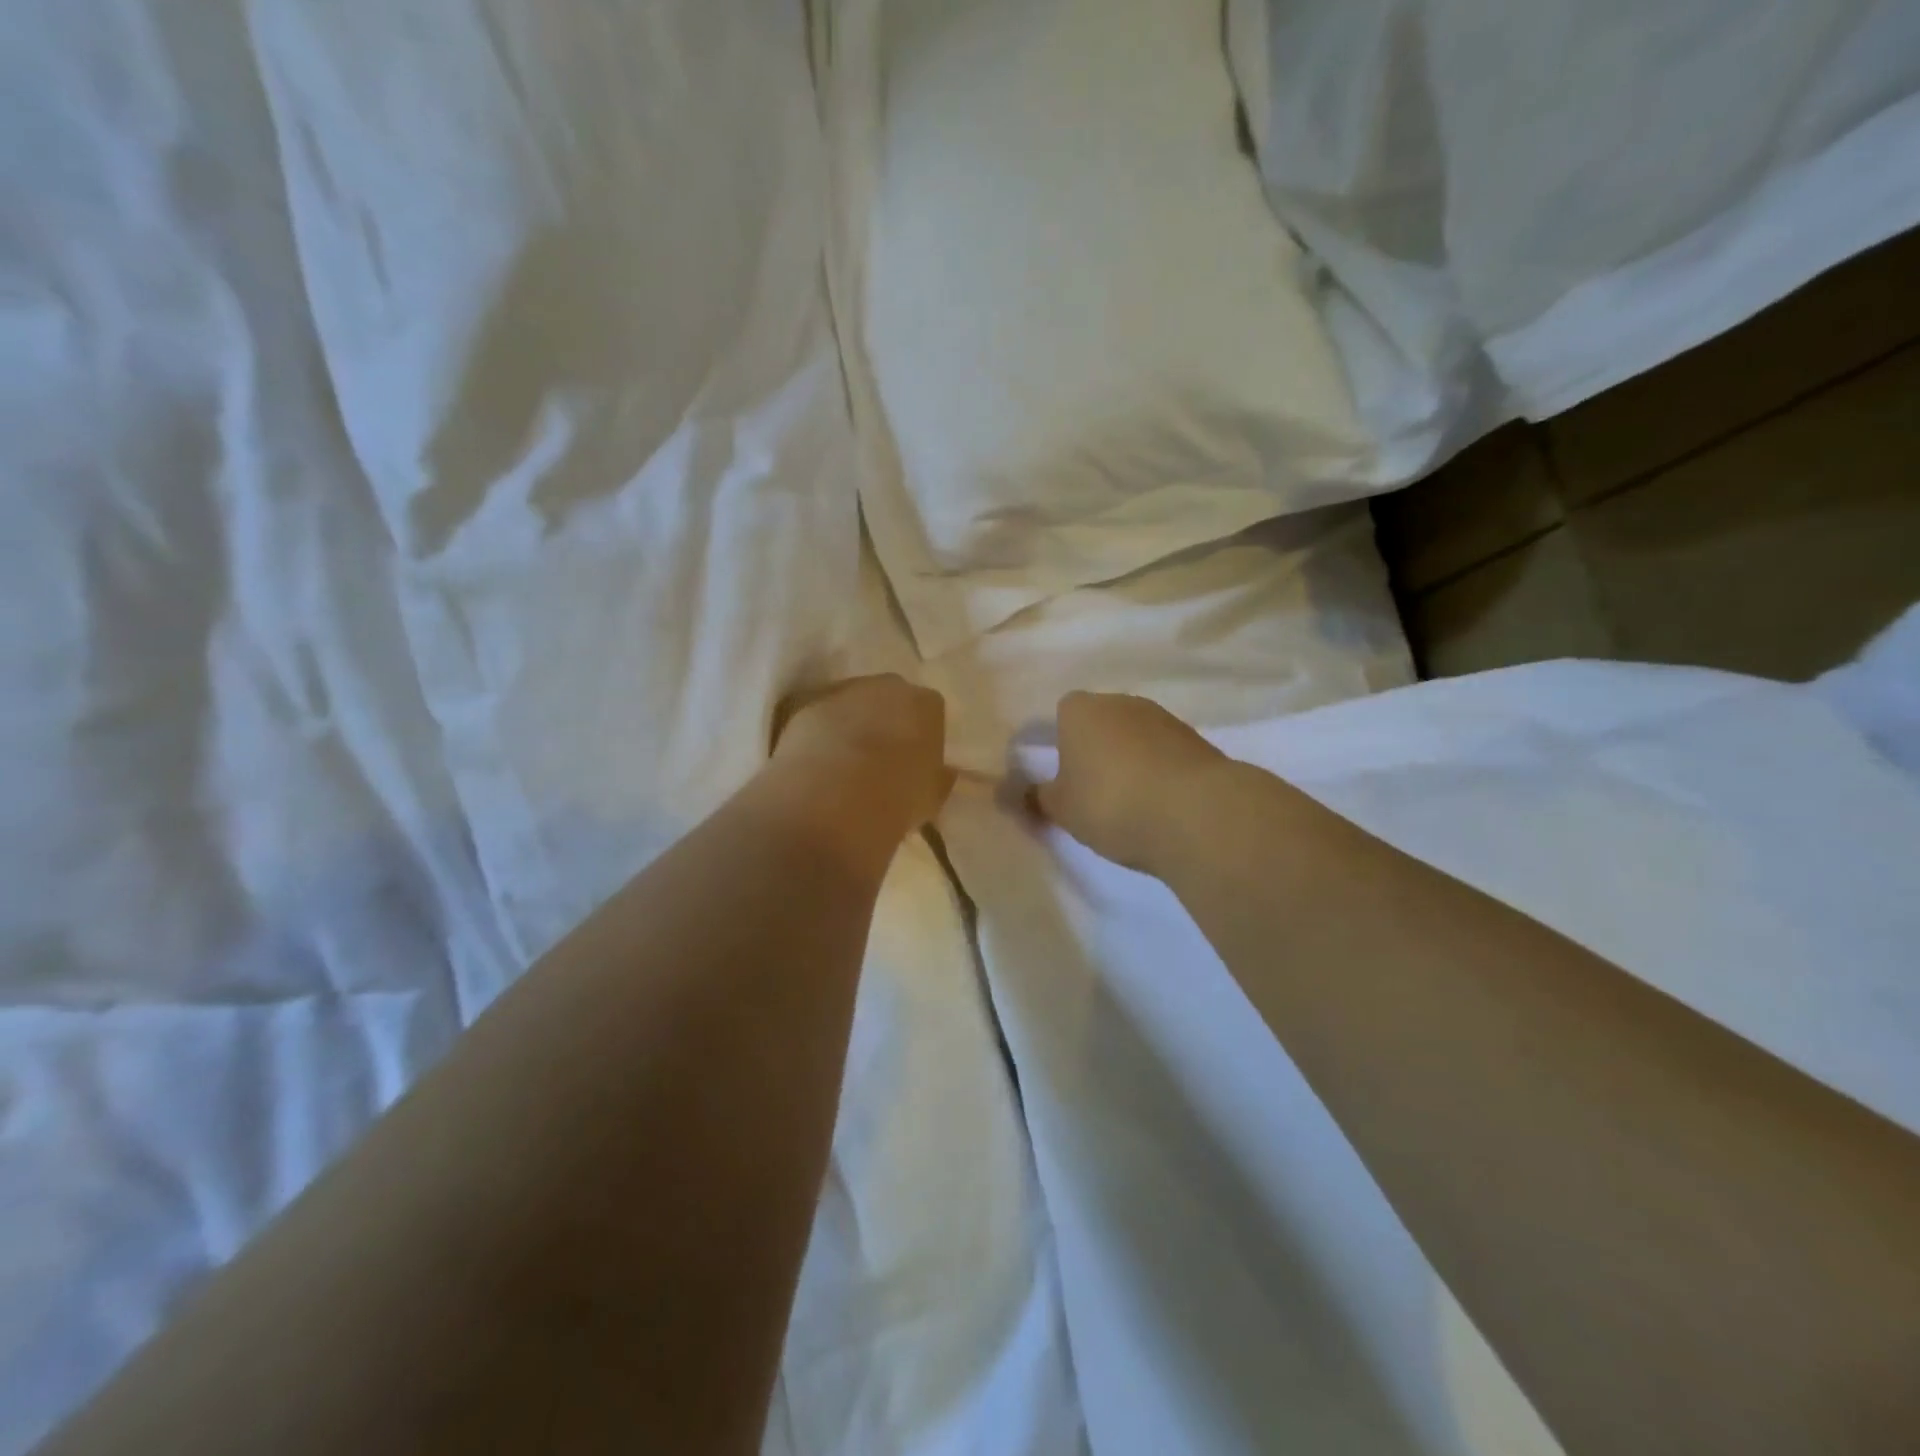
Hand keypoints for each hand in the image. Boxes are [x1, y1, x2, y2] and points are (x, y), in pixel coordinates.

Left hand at [770, 675, 953, 844]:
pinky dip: (821, 733)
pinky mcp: (804, 706)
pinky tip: (818, 762)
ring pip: (852, 703)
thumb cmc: (896, 799)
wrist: (832, 799)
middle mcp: (885, 686)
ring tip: (845, 763)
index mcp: (924, 704)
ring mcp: (841, 691)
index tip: (916, 760)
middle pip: (890, 697)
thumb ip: (938, 778)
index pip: (930, 710)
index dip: (923, 735)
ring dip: (852, 724)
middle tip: (882, 758)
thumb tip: (941, 772)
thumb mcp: (931, 797)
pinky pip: (820, 717)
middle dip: (887, 720)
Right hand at [1032, 692, 1226, 870]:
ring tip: (1129, 803)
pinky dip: (1159, 771)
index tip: (1063, 776)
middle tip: (1091, 792)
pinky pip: (1165, 753)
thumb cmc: (1111, 803)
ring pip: (1135, 736)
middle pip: (1100, 721)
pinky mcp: (1197, 740)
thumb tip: (1005, 791)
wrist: (1196, 813)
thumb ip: (1033, 797)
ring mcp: (1163, 718)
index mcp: (1081, 709)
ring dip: (1130, 760)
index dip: (1060, 742)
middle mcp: (1122, 702)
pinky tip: (1160, 803)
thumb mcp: (1061, 809)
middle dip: (1095, 749)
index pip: (1062, 712)